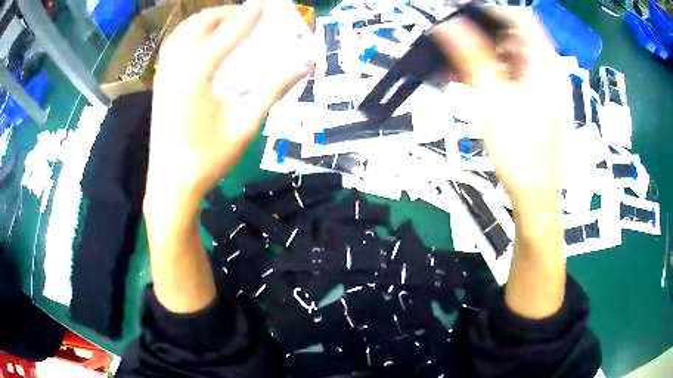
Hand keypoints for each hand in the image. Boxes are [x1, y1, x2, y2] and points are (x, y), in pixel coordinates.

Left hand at [146, 0, 312, 207]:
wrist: (172, 184)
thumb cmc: (208, 158)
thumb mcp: (246, 123)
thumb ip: (275, 88)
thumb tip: (305, 64)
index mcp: (197, 73)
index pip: (227, 32)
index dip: (248, 14)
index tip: (262, 2)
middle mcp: (176, 66)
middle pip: (200, 24)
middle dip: (224, 13)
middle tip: (246, 14)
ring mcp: (163, 74)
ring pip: (182, 32)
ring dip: (204, 21)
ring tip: (224, 22)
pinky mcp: (158, 84)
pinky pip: (172, 46)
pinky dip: (188, 34)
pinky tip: (199, 41)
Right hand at [434, 8, 566, 210]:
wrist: (535, 192)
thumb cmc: (519, 149)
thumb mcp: (493, 98)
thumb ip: (471, 56)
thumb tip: (447, 26)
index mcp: (544, 63)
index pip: (519, 18)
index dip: (491, 14)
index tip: (464, 21)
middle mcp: (547, 69)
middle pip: (514, 37)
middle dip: (481, 38)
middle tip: (454, 50)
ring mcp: (544, 86)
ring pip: (511, 57)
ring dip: (483, 57)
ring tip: (456, 71)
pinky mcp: (537, 100)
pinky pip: (513, 75)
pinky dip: (492, 74)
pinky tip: (472, 84)